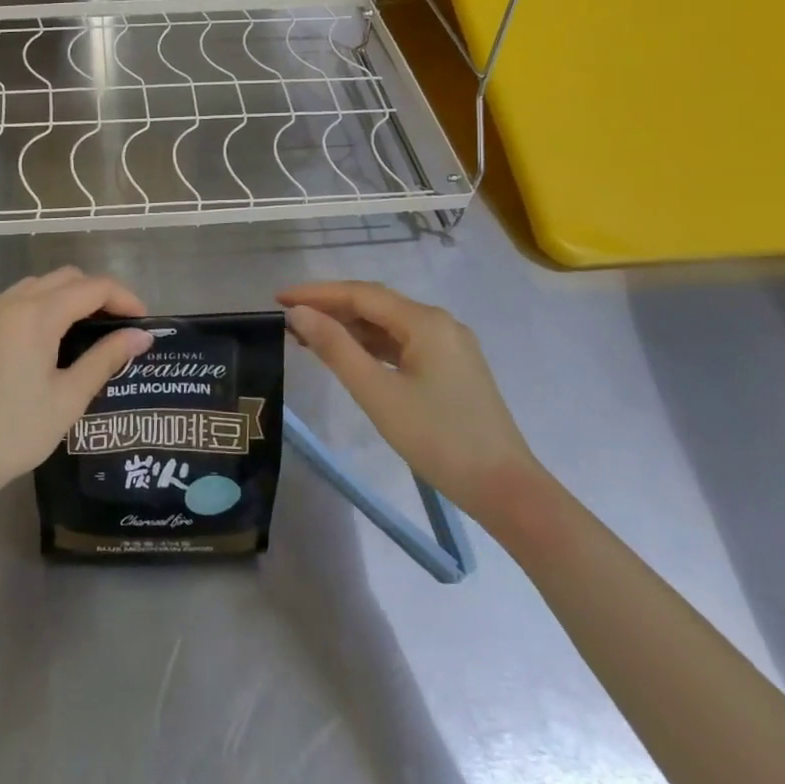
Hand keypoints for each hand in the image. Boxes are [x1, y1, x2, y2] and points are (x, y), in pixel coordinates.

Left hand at [0, 268, 152, 515]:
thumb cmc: (13, 433)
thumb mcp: (68, 399)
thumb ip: (106, 358)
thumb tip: (141, 335)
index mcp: (37, 315)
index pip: (92, 287)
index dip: (124, 297)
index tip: (143, 321)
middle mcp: (9, 303)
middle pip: (64, 278)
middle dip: (96, 293)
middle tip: (116, 326)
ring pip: (34, 287)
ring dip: (63, 298)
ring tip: (80, 333)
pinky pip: (7, 304)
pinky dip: (34, 309)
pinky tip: (37, 345)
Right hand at [279, 281, 540, 519]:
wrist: (506, 490)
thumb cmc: (438, 438)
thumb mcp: (377, 393)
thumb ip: (335, 348)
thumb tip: (299, 314)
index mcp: (425, 321)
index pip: (359, 294)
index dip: (316, 293)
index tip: (278, 299)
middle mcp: (439, 323)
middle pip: (375, 304)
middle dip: (330, 307)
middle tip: (288, 317)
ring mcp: (449, 345)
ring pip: (388, 325)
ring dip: (349, 327)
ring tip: (307, 337)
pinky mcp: (452, 368)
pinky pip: (402, 344)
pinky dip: (371, 345)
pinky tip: (349, 356)